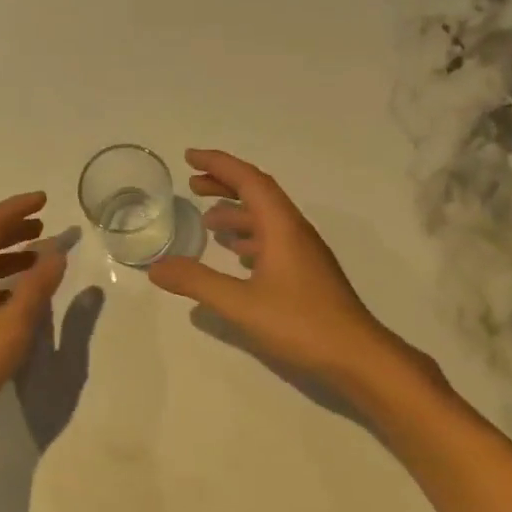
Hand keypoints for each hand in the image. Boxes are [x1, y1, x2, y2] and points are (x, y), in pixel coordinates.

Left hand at [0, 192, 68, 437]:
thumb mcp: (13, 325)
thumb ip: (37, 288)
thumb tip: (57, 254)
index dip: (16, 207)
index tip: (44, 200)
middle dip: (14, 228)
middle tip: (44, 226)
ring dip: (9, 254)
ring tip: (38, 259)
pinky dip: (1, 279)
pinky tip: (18, 297)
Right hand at [147, 149, 399, 390]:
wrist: (355, 355)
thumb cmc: (300, 323)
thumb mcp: (240, 304)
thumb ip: (197, 282)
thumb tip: (156, 267)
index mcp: (282, 227)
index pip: (249, 180)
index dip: (219, 164)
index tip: (189, 157)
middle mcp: (295, 231)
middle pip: (259, 193)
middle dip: (225, 183)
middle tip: (193, 183)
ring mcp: (304, 252)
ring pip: (267, 218)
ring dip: (237, 212)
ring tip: (207, 221)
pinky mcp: (307, 272)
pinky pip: (274, 240)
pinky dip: (250, 237)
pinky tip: (237, 255)